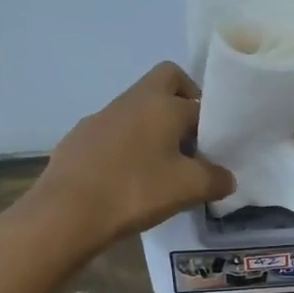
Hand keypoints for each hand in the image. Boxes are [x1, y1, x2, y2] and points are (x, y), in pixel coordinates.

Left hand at [20, 62, 234, 250]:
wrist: (67, 212)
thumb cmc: (135, 192)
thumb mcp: (187, 189)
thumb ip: (215, 180)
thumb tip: (226, 178)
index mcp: (163, 104)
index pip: (201, 103)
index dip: (214, 125)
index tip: (217, 151)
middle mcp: (133, 100)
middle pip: (167, 80)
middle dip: (184, 101)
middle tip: (192, 138)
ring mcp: (102, 116)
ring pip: (139, 108)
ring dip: (154, 127)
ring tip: (161, 166)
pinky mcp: (80, 137)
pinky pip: (115, 131)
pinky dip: (128, 145)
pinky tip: (128, 178)